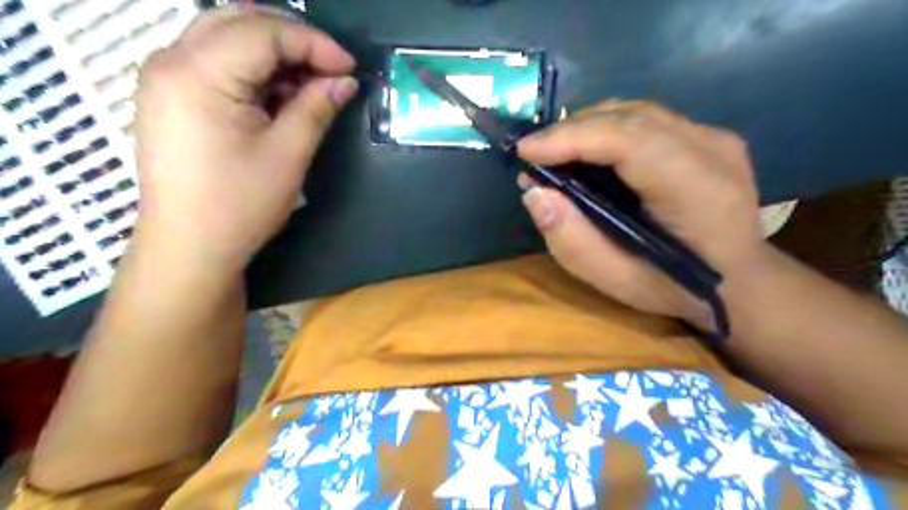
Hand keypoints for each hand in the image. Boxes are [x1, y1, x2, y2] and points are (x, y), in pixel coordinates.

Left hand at [132, 7, 358, 273]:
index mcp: (197, 73)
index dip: (313, 43)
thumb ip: (316, 108)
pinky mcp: (171, 97)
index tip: (350, 68)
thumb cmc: (240, 204)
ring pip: (226, 38)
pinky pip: (216, 63)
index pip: (263, 32)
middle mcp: (171, 61)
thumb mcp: (288, 154)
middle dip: (293, 39)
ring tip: (309, 85)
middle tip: (331, 68)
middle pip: (239, 22)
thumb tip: (346, 81)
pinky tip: (279, 95)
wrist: (191, 247)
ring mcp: (165, 78)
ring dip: (274, 53)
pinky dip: (254, 70)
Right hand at [517, 99, 765, 322]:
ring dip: (586, 126)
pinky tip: (586, 150)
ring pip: (636, 111)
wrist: (741, 281)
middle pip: (630, 116)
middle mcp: (711, 149)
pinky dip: (606, 129)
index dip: (572, 138)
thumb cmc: (676, 288)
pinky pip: (646, 120)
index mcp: (696, 190)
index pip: (629, 140)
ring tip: (552, 151)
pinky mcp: (706, 136)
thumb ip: (572, 240)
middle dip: (571, 129)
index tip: (525, 151)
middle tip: (532, 153)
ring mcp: (713, 137)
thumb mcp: (617, 281)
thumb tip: (535, 192)